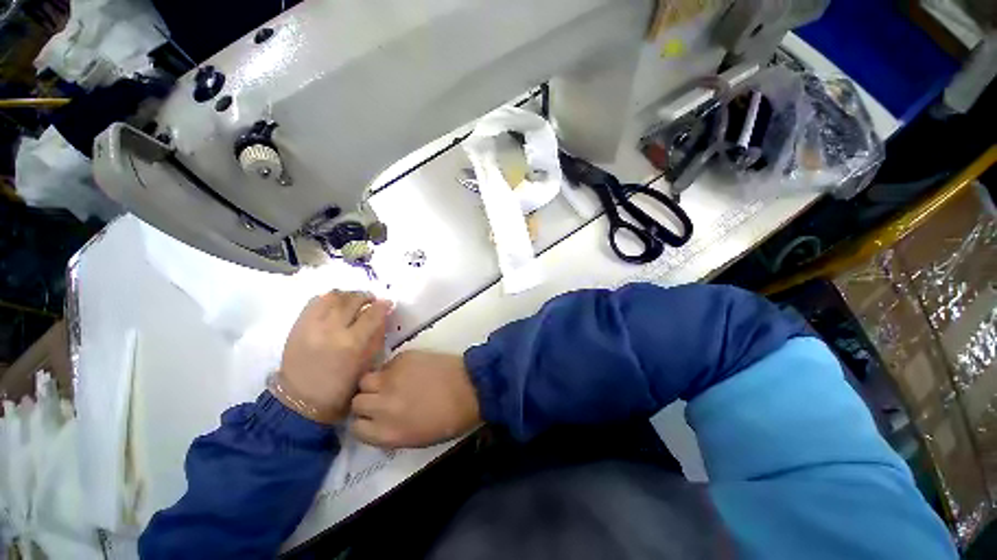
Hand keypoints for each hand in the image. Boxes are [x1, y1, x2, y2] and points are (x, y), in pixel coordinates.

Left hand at [275, 290, 391, 424]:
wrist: (300, 399)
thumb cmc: (341, 386)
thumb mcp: (367, 364)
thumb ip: (377, 336)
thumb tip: (383, 315)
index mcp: (352, 343)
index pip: (372, 313)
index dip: (383, 305)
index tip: (387, 304)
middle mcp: (331, 329)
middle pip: (353, 300)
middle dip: (366, 297)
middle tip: (371, 301)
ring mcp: (311, 325)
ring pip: (334, 296)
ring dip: (348, 296)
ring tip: (353, 301)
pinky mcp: (297, 325)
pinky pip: (315, 301)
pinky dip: (329, 299)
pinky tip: (335, 305)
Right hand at [350, 351, 480, 447]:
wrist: (471, 387)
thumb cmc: (449, 419)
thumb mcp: (414, 438)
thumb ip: (388, 431)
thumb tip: (377, 421)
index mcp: (386, 433)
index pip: (355, 428)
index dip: (364, 422)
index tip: (373, 417)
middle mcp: (382, 406)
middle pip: (357, 401)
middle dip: (367, 401)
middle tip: (383, 397)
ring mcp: (391, 379)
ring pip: (366, 379)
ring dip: (375, 383)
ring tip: (390, 382)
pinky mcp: (402, 358)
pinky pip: (386, 364)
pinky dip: (392, 369)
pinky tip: (408, 370)